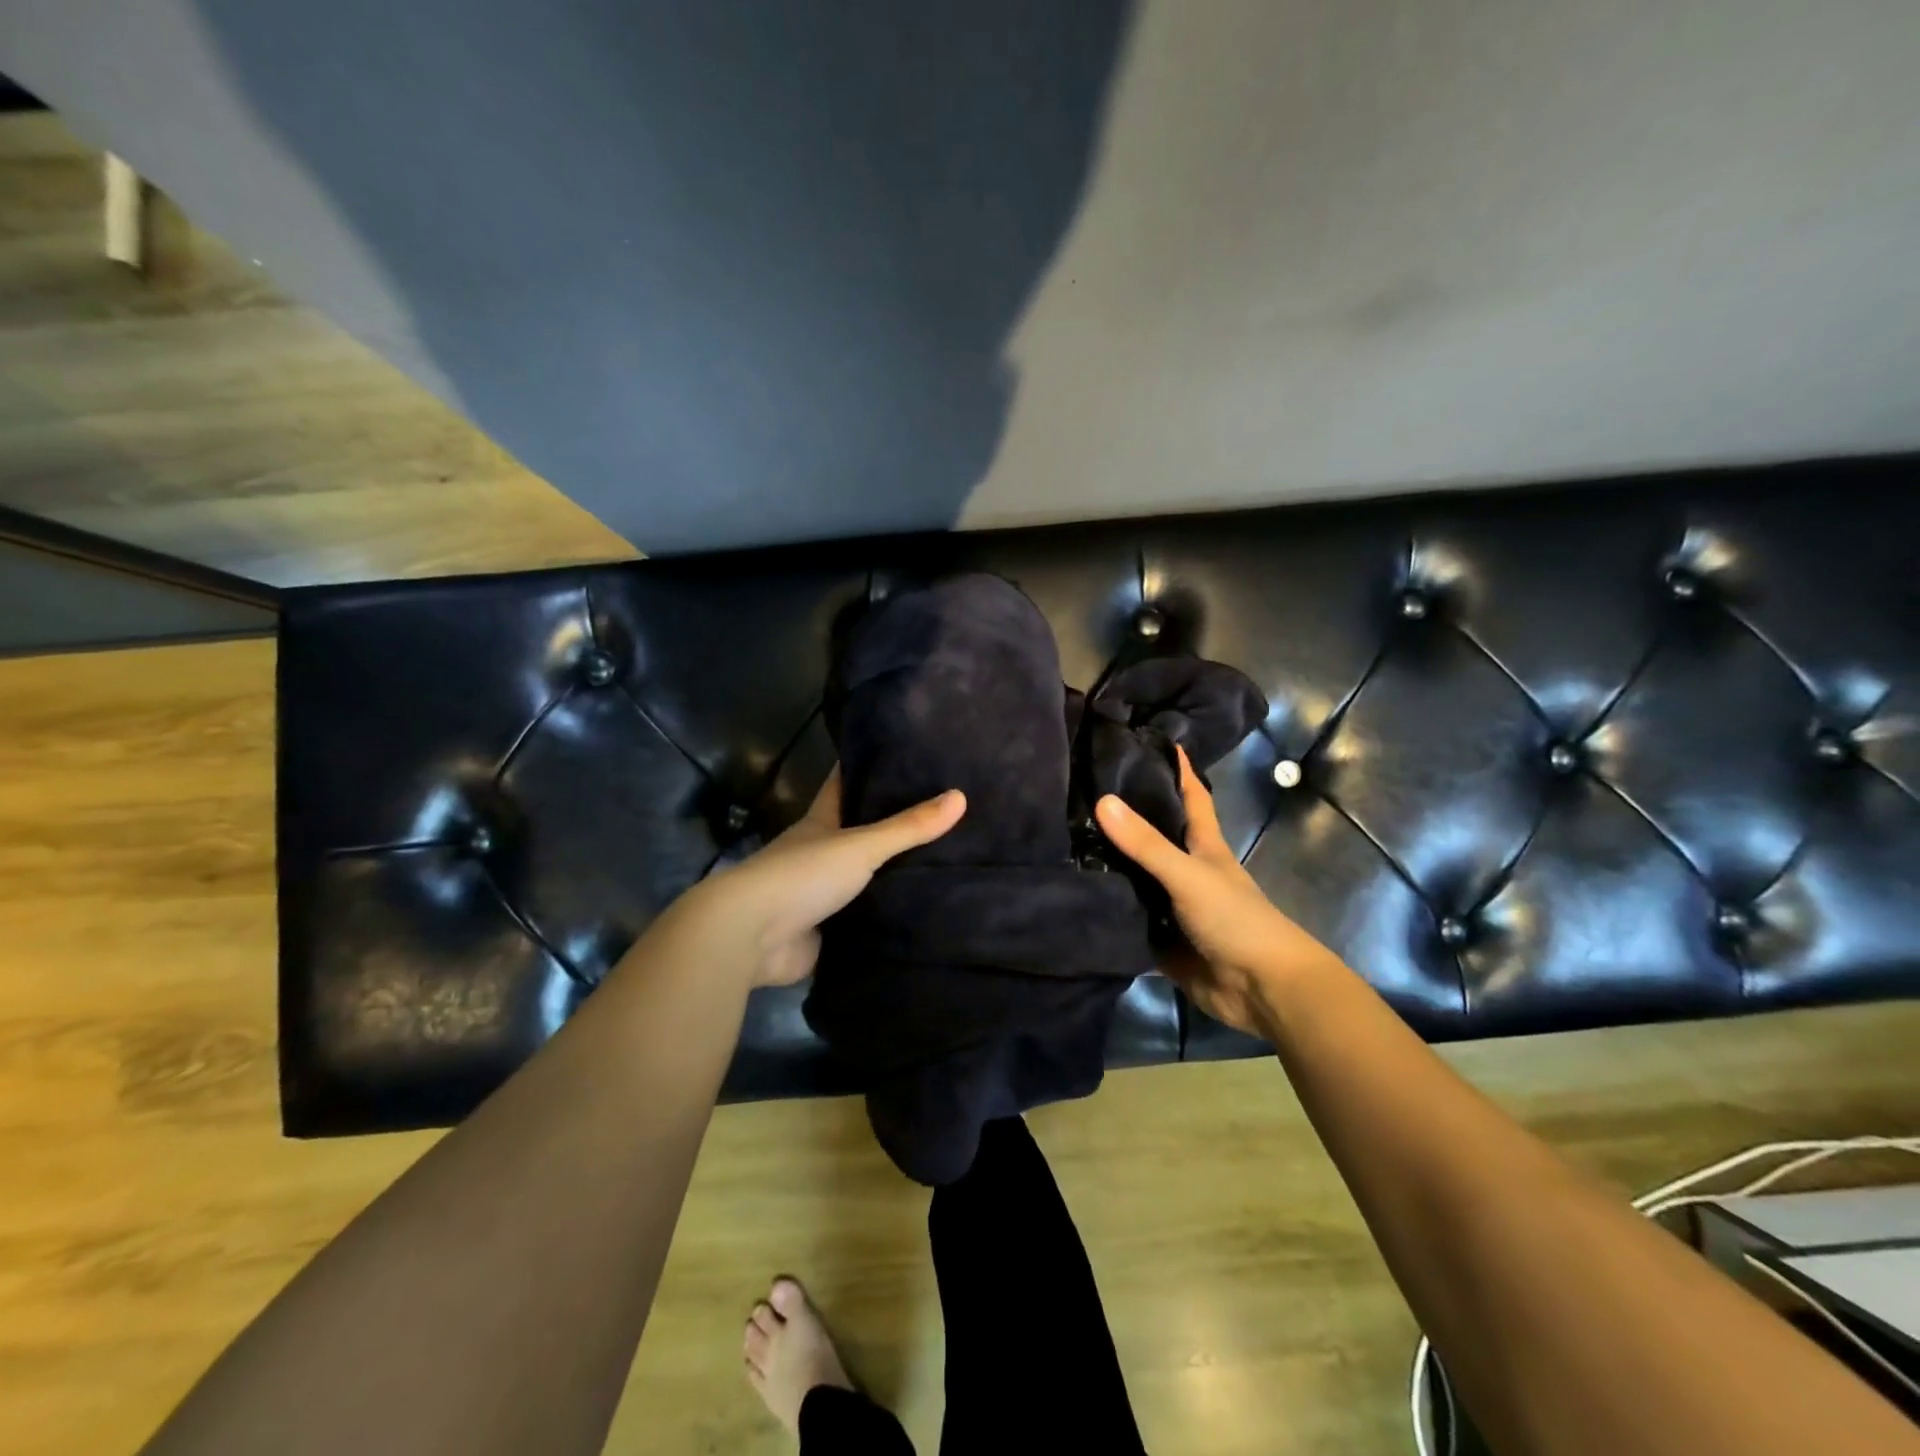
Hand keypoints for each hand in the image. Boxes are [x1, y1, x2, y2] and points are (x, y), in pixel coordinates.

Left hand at [666, 769, 965, 988]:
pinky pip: (861, 921)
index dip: (865, 769)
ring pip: (861, 879)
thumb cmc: (802, 875)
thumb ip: (908, 827)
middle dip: (888, 826)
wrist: (750, 937)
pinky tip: (917, 914)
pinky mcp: (823, 933)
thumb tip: (960, 796)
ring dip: (889, 876)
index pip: (843, 786)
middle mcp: (817, 855)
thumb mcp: (860, 845)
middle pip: (856, 834)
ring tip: (940, 864)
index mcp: (820, 824)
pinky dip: (883, 917)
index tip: (897, 753)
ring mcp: (818, 896)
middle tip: (936, 812)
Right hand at [1096, 747, 1341, 1035]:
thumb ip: (1146, 844)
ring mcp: (1171, 906)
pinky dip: (1107, 911)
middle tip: (1077, 792)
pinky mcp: (1160, 940)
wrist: (1262, 990)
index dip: (1176, 768)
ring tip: (1061, 841)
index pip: (1190, 795)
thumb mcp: (1189, 874)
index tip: (1147, 740)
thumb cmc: (1236, 919)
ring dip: (1108, 866)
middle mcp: (1185, 870)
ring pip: (1135, 878)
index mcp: (1203, 845)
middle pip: (1152, 836)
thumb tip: (1101, 800)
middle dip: (1123, 816)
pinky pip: (1127, 920)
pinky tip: (1072, 898)